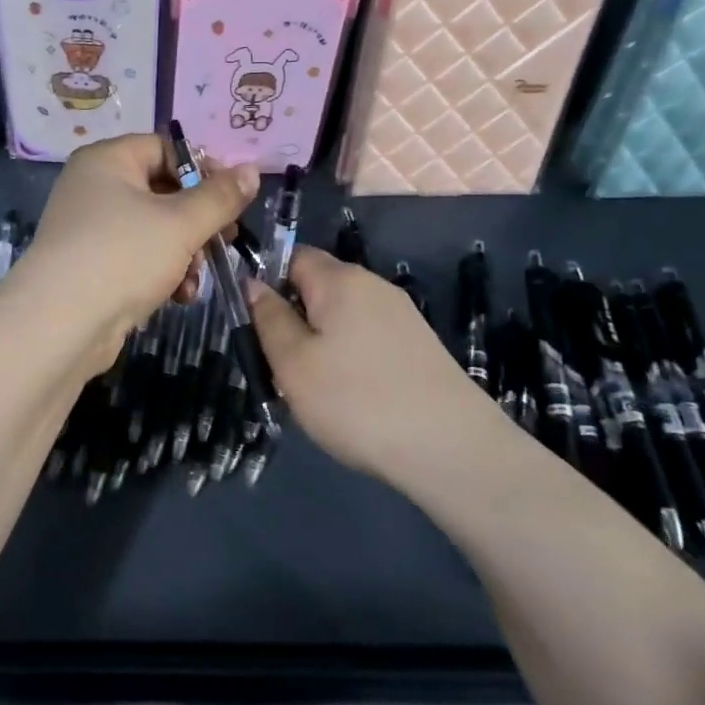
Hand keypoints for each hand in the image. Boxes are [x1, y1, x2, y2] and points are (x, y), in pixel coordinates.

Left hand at [1, 133, 259, 364]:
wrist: (59, 325)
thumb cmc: (122, 256)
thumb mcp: (181, 223)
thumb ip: (220, 196)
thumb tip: (252, 170)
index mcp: (107, 161)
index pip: (164, 147)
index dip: (202, 170)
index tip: (232, 199)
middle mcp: (92, 187)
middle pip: (161, 191)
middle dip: (197, 221)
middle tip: (225, 241)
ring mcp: (88, 229)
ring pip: (153, 229)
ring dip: (184, 254)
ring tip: (195, 280)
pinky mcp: (90, 266)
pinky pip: (135, 257)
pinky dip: (160, 273)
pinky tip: (178, 297)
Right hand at [249, 247, 508, 482]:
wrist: (451, 449)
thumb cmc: (355, 401)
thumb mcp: (292, 362)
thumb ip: (268, 317)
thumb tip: (254, 283)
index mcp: (340, 279)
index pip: (292, 256)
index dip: (267, 282)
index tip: (257, 326)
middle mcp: (374, 285)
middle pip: (318, 286)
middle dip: (294, 317)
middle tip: (280, 365)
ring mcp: (402, 315)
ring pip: (342, 316)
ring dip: (320, 342)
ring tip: (313, 388)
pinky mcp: (419, 345)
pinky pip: (367, 337)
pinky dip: (349, 358)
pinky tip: (350, 396)